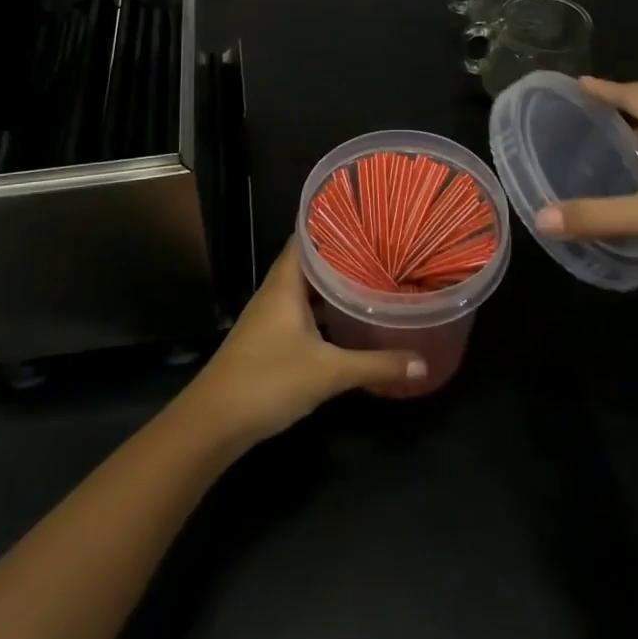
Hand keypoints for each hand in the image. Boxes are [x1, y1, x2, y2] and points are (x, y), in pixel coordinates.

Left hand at [182, 239, 424, 447]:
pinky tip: (348, 318)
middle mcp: (277, 290)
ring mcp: (271, 315)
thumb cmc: (268, 380)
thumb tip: (423, 362)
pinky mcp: (270, 337)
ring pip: (307, 288)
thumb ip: (376, 365)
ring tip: (372, 275)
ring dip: (334, 283)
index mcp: (286, 282)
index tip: (366, 216)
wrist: (214, 422)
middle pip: (310, 261)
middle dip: (343, 253)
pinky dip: (324, 309)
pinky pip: (302, 310)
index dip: (333, 222)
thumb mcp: (329, 372)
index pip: (307, 235)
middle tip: (381, 246)